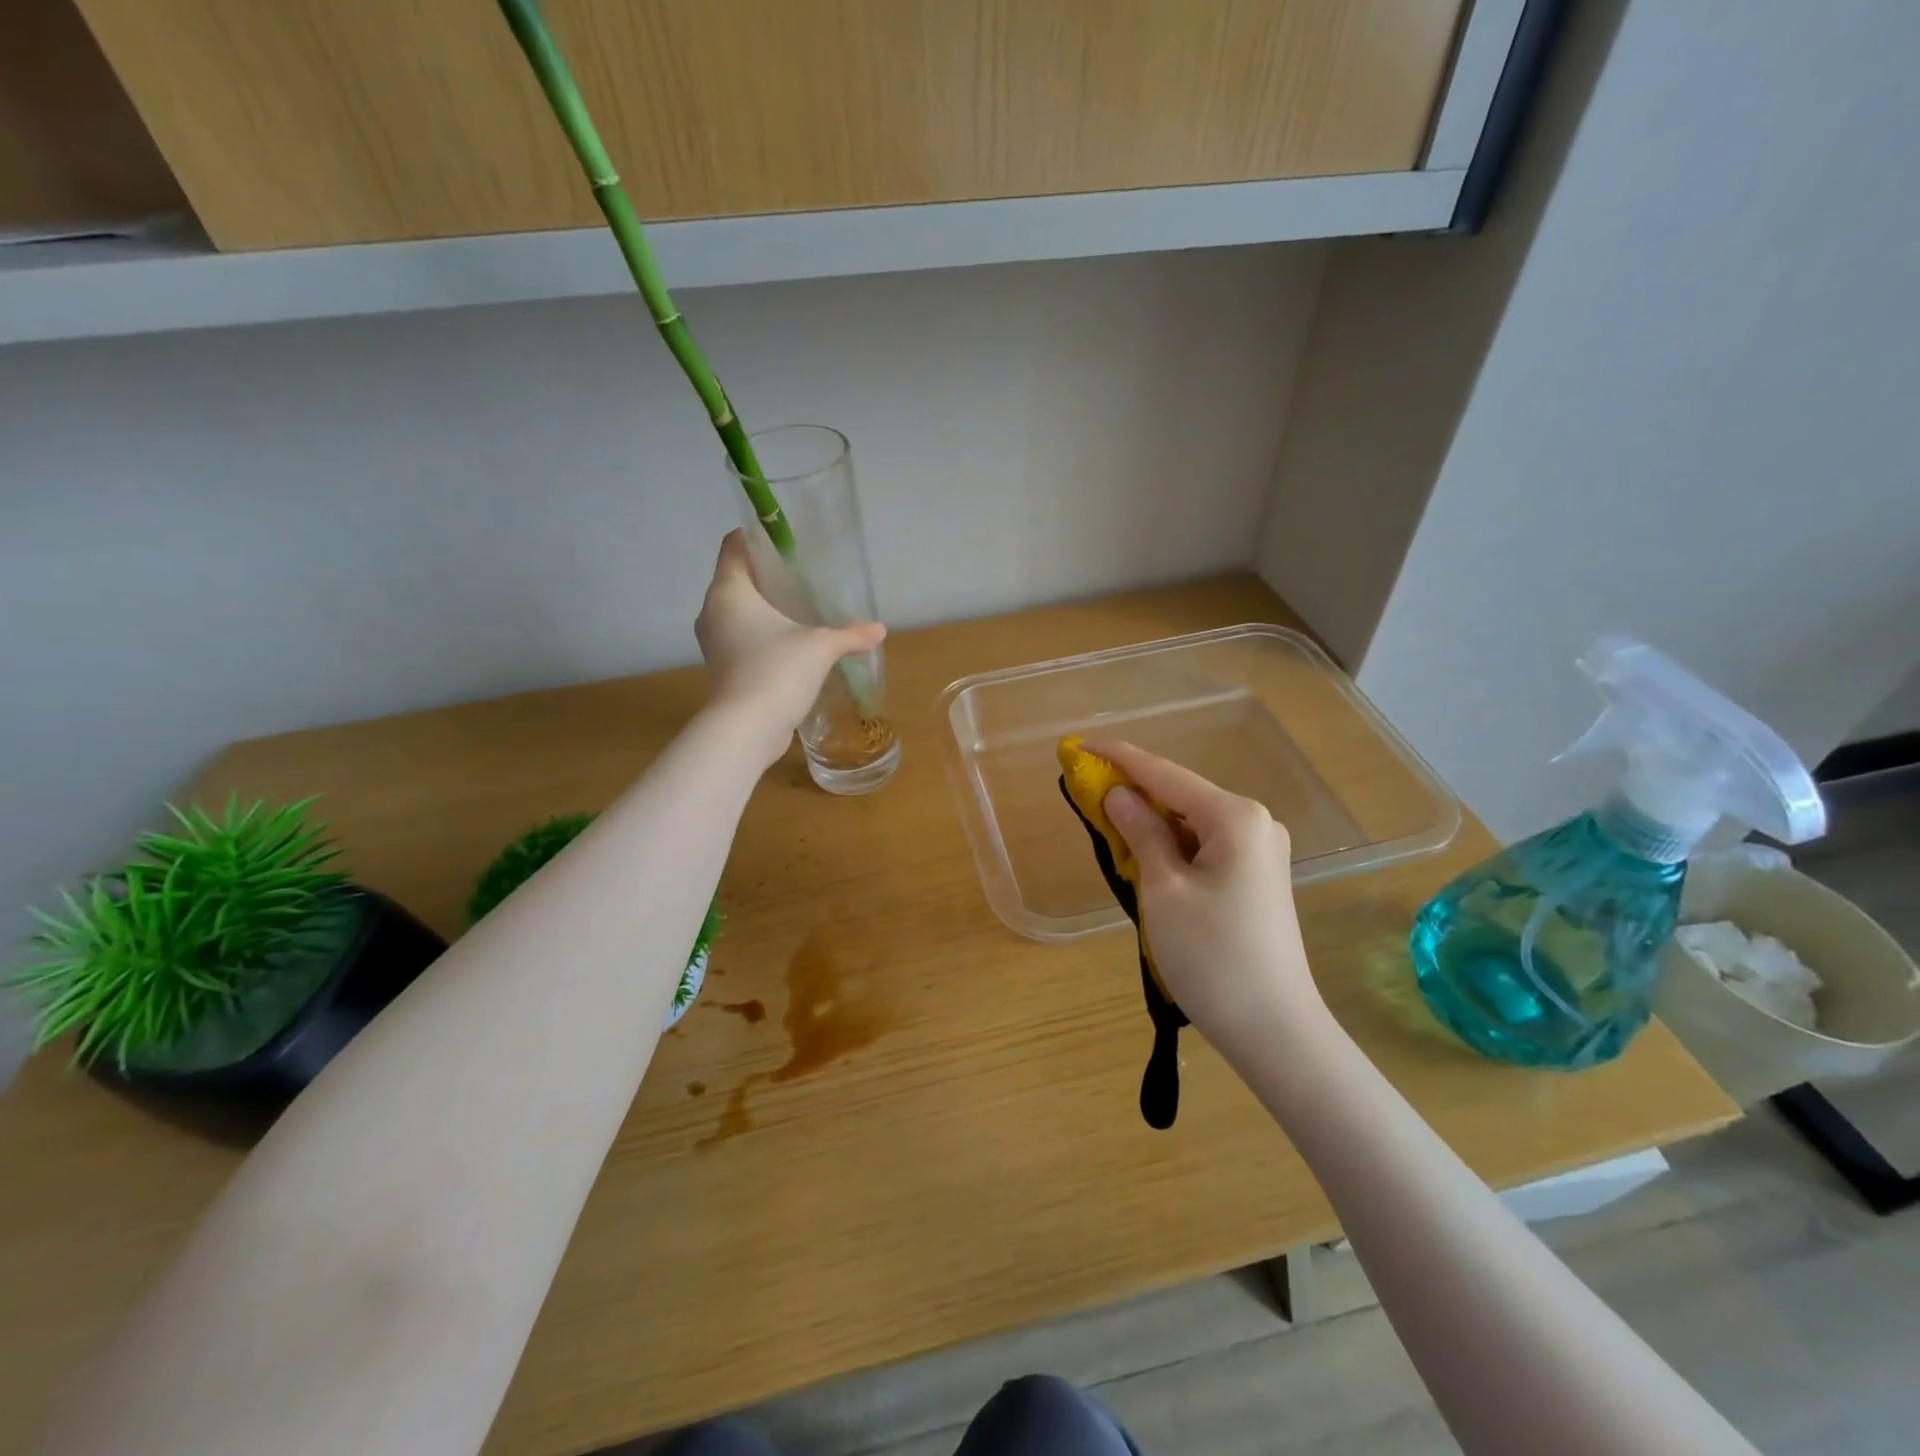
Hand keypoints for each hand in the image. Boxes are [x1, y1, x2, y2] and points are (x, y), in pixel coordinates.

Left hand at [696, 531, 885, 765]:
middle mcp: (713, 611)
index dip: (756, 536)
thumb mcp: (820, 647)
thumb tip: (879, 630)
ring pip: (738, 613)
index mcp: (729, 591)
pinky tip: (791, 646)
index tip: (785, 539)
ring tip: (800, 611)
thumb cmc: (777, 671)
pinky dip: (761, 637)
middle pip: (737, 579)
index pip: (733, 546)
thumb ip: (849, 634)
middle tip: (802, 576)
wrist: (746, 730)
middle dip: (767, 576)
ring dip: (764, 610)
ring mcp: (714, 643)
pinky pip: (741, 640)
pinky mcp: (722, 669)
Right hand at [1092, 741, 1327, 1051]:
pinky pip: (1206, 846)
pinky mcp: (1258, 878)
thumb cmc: (1212, 956)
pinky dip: (1173, 846)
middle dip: (1134, 791)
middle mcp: (1256, 823)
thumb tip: (1118, 794)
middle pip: (1181, 795)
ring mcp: (1262, 851)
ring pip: (1192, 822)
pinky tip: (1148, 857)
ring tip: (1110, 825)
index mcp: (1235, 817)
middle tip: (1087, 791)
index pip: (1164, 774)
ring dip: (1152, 822)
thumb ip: (1140, 833)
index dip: (1118, 758)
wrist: (1275, 1031)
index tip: (1078, 744)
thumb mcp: (1163, 890)